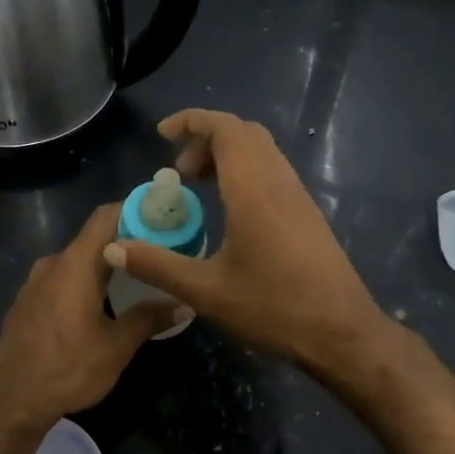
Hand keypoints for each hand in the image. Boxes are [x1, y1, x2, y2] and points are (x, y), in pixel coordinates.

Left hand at [0, 202, 182, 432]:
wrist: (12, 400)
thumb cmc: (68, 369)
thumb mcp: (116, 347)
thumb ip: (148, 318)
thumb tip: (183, 304)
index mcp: (75, 265)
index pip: (105, 217)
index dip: (134, 211)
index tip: (162, 218)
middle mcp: (52, 264)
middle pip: (93, 239)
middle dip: (126, 243)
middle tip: (159, 254)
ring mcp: (35, 283)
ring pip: (77, 261)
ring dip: (104, 265)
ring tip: (136, 280)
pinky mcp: (27, 302)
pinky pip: (61, 279)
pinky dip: (83, 281)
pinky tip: (101, 304)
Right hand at [102, 109, 384, 374]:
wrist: (342, 333)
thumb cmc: (273, 307)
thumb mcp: (206, 291)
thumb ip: (157, 266)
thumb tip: (112, 247)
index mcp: (253, 189)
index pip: (225, 128)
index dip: (191, 121)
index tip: (162, 134)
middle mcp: (278, 181)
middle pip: (243, 133)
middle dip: (206, 138)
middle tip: (179, 171)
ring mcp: (297, 196)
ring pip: (261, 151)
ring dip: (226, 155)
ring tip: (198, 187)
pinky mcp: (307, 213)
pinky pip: (272, 171)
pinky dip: (244, 172)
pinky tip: (229, 210)